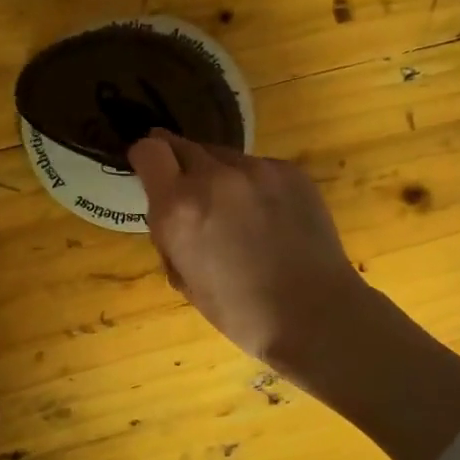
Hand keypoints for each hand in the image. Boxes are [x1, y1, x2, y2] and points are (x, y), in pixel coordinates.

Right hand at [126, 129, 368, 368]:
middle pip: (184, 146)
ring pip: (223, 157)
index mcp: (179, 208)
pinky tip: (268, 217)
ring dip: (218, 176)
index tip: (150, 171)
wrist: (314, 313)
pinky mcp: (290, 172)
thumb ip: (169, 233)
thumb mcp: (183, 278)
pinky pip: (258, 168)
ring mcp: (257, 169)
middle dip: (180, 165)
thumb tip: (171, 211)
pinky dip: (253, 185)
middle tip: (191, 195)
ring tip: (236, 212)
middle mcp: (214, 177)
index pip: (149, 150)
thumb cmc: (240, 311)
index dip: (146, 158)